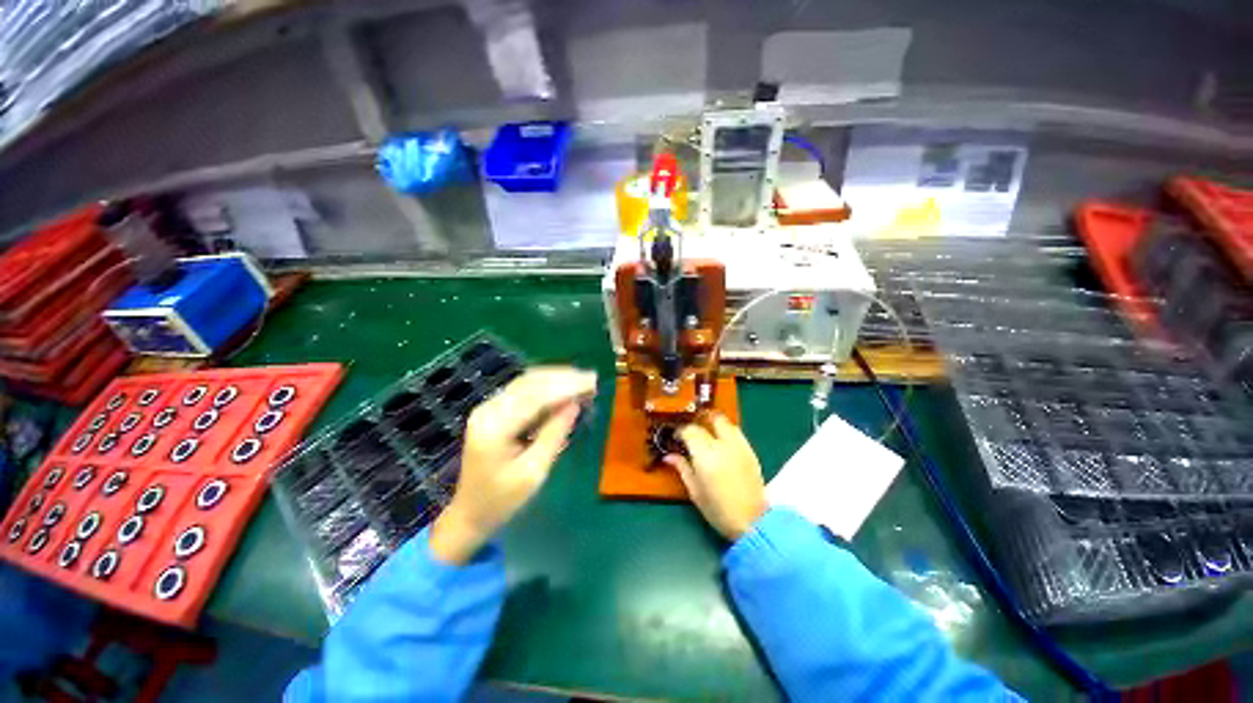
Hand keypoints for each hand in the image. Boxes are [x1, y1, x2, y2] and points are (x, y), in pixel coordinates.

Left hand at [430, 367, 596, 564]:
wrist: (469, 512)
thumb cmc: (502, 500)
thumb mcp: (534, 472)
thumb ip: (554, 434)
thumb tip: (575, 404)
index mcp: (495, 428)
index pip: (535, 396)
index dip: (566, 385)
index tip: (593, 382)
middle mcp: (488, 410)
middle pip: (530, 382)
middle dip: (563, 377)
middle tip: (592, 379)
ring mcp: (488, 407)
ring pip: (527, 381)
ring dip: (556, 378)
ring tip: (583, 380)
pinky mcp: (493, 410)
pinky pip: (523, 389)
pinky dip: (546, 385)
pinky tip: (564, 387)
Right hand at [666, 413, 766, 540]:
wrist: (752, 522)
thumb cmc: (718, 510)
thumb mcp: (695, 491)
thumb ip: (682, 468)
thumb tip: (668, 456)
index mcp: (705, 456)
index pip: (690, 431)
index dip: (681, 431)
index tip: (677, 437)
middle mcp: (722, 446)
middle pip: (709, 420)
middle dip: (698, 420)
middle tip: (692, 428)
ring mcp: (739, 446)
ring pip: (725, 422)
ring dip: (714, 422)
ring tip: (707, 430)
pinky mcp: (750, 451)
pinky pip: (737, 432)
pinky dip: (726, 431)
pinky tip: (722, 440)